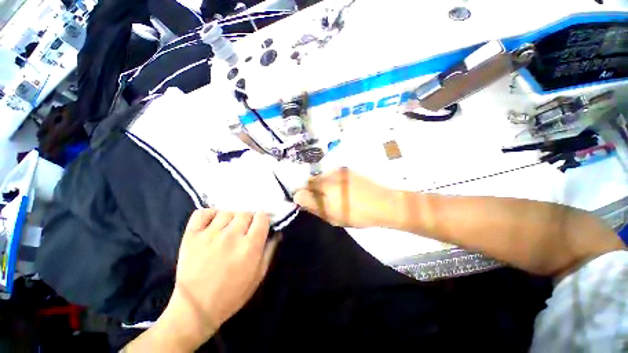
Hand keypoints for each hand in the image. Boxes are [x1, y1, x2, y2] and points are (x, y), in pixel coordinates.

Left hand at [168, 209, 278, 345]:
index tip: (261, 224)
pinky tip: (212, 223)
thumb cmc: (233, 293)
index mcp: (250, 246)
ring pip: (227, 212)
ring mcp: (210, 235)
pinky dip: (209, 214)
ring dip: (231, 218)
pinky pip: (203, 213)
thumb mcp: (259, 275)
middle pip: (246, 212)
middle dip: (248, 219)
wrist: (195, 309)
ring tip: (228, 229)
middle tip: (244, 229)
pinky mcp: (191, 236)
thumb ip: (270, 250)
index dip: (263, 219)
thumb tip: (277, 231)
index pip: (262, 217)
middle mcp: (231, 236)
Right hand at [294, 167, 397, 227]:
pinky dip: (331, 181)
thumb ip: (313, 205)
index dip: (303, 194)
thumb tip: (298, 196)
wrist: (384, 203)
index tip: (306, 202)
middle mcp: (329, 175)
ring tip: (332, 196)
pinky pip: (332, 174)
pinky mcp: (347, 170)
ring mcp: (339, 171)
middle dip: (312, 190)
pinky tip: (341, 190)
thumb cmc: (358, 214)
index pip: (304, 188)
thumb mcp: (333, 216)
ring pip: (322, 177)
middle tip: (321, 201)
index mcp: (325, 187)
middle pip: (312, 181)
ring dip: (322, 185)